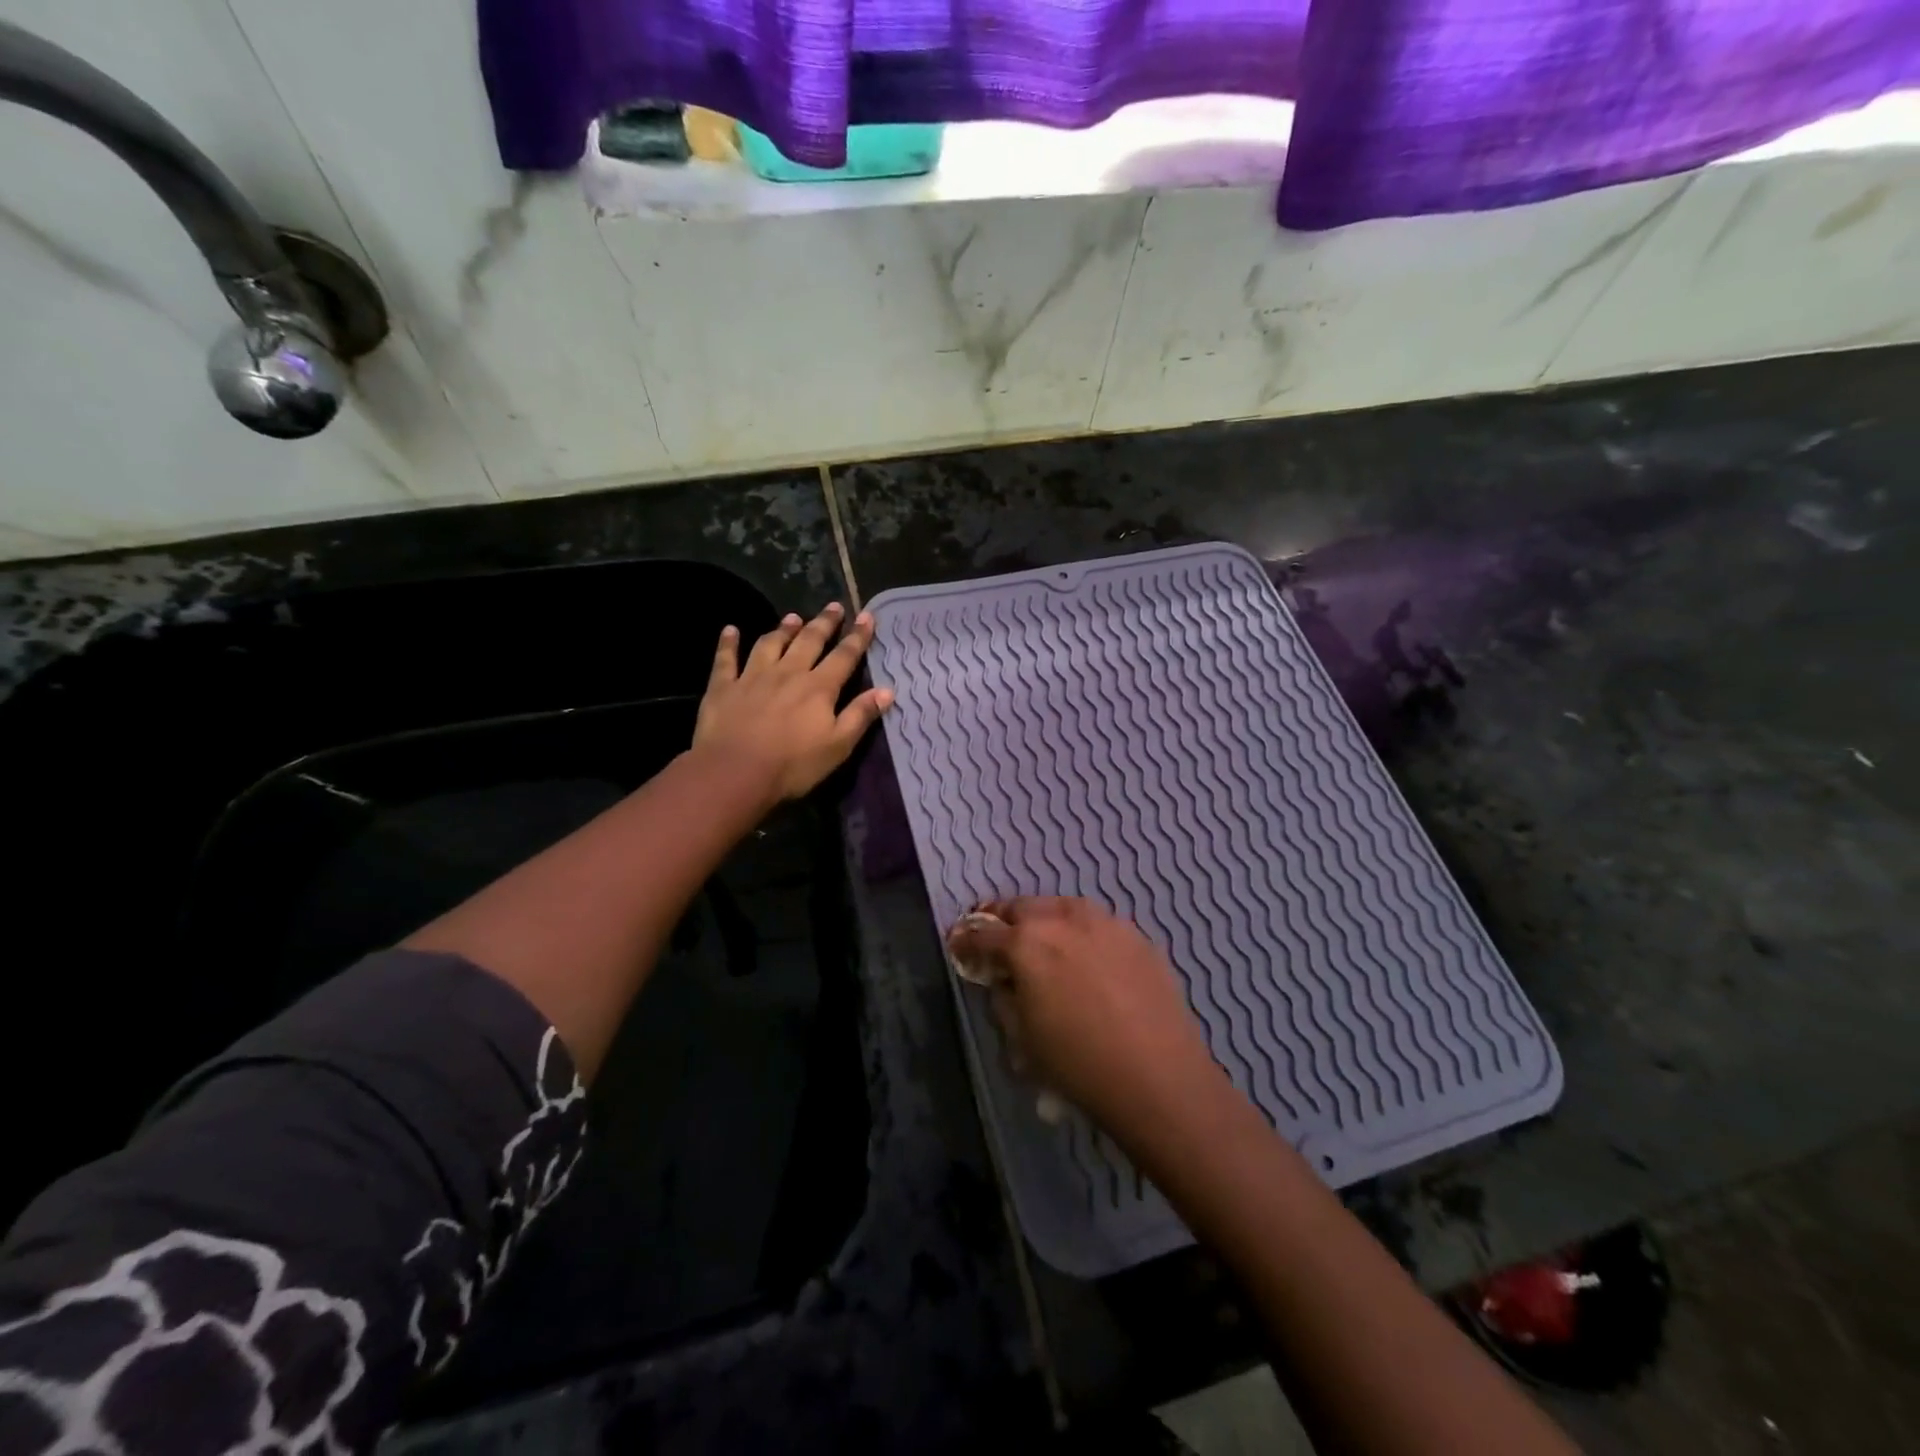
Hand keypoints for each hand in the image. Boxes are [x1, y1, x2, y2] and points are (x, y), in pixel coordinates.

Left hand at [694, 603, 892, 801]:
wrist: (735, 773)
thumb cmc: (793, 765)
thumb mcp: (838, 746)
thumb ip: (860, 715)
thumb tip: (887, 690)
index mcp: (819, 688)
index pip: (844, 656)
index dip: (857, 636)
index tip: (866, 615)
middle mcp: (788, 673)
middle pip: (809, 641)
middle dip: (824, 623)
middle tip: (834, 606)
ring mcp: (753, 677)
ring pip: (771, 644)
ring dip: (783, 628)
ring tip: (793, 617)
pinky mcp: (723, 687)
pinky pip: (726, 659)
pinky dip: (728, 643)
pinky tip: (730, 630)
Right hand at [947, 897, 1223, 1141]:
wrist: (1160, 1078)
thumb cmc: (1079, 1065)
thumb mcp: (1022, 1039)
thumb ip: (1003, 998)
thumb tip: (1002, 978)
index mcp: (1026, 944)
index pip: (982, 933)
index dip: (965, 939)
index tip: (958, 945)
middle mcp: (1062, 919)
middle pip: (1021, 907)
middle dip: (1003, 921)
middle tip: (998, 940)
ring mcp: (1104, 921)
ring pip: (1061, 907)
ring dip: (1044, 920)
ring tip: (1043, 943)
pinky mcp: (1135, 934)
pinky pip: (1096, 923)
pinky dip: (1080, 933)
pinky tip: (1086, 958)